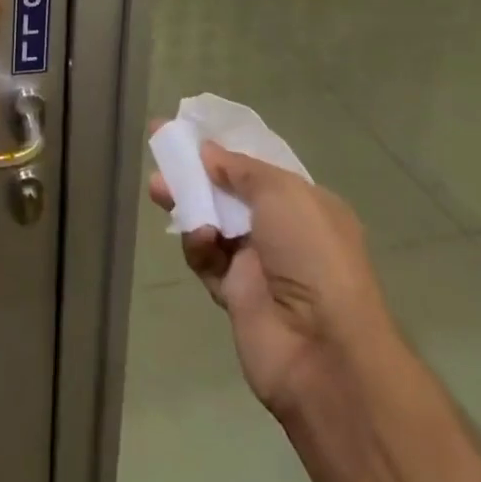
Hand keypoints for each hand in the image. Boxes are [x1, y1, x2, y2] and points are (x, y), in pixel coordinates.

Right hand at [148, 139, 394, 419]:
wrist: (323, 348)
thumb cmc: (311, 253)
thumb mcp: (282, 192)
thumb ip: (240, 168)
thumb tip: (208, 151)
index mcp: (305, 205)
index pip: (258, 170)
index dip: (224, 150)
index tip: (190, 133)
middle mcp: (283, 233)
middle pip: (229, 194)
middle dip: (196, 175)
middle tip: (162, 155)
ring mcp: (259, 266)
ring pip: (212, 224)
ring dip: (187, 205)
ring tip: (157, 188)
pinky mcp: (235, 296)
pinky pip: (207, 260)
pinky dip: (198, 246)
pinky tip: (198, 238)